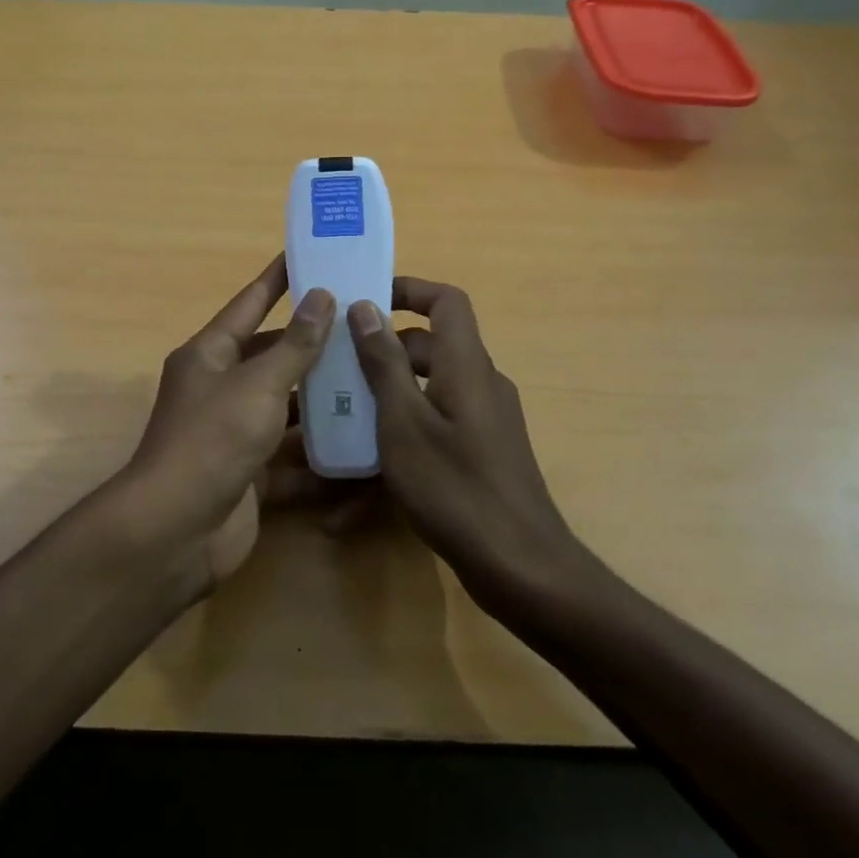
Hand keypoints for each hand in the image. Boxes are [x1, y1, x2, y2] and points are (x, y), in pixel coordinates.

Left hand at [117, 255, 333, 592]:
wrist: (177, 531)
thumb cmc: (213, 440)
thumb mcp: (257, 384)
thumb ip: (295, 345)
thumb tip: (322, 296)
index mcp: (210, 354)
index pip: (249, 303)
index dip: (278, 279)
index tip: (309, 255)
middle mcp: (219, 387)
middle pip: (271, 355)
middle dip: (312, 341)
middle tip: (361, 323)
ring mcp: (234, 431)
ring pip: (285, 404)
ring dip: (321, 395)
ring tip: (372, 375)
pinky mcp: (250, 472)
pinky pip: (290, 453)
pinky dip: (319, 450)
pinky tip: (360, 441)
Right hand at [347, 278, 585, 606]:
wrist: (521, 568)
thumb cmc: (454, 487)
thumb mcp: (403, 422)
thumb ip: (384, 362)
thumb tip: (366, 306)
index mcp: (466, 365)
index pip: (447, 301)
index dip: (409, 289)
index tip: (365, 300)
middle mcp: (480, 383)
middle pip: (430, 347)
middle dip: (382, 353)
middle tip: (336, 368)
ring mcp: (484, 421)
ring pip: (428, 390)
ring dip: (386, 399)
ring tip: (339, 423)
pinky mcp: (481, 453)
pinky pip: (436, 427)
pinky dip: (403, 438)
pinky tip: (359, 488)